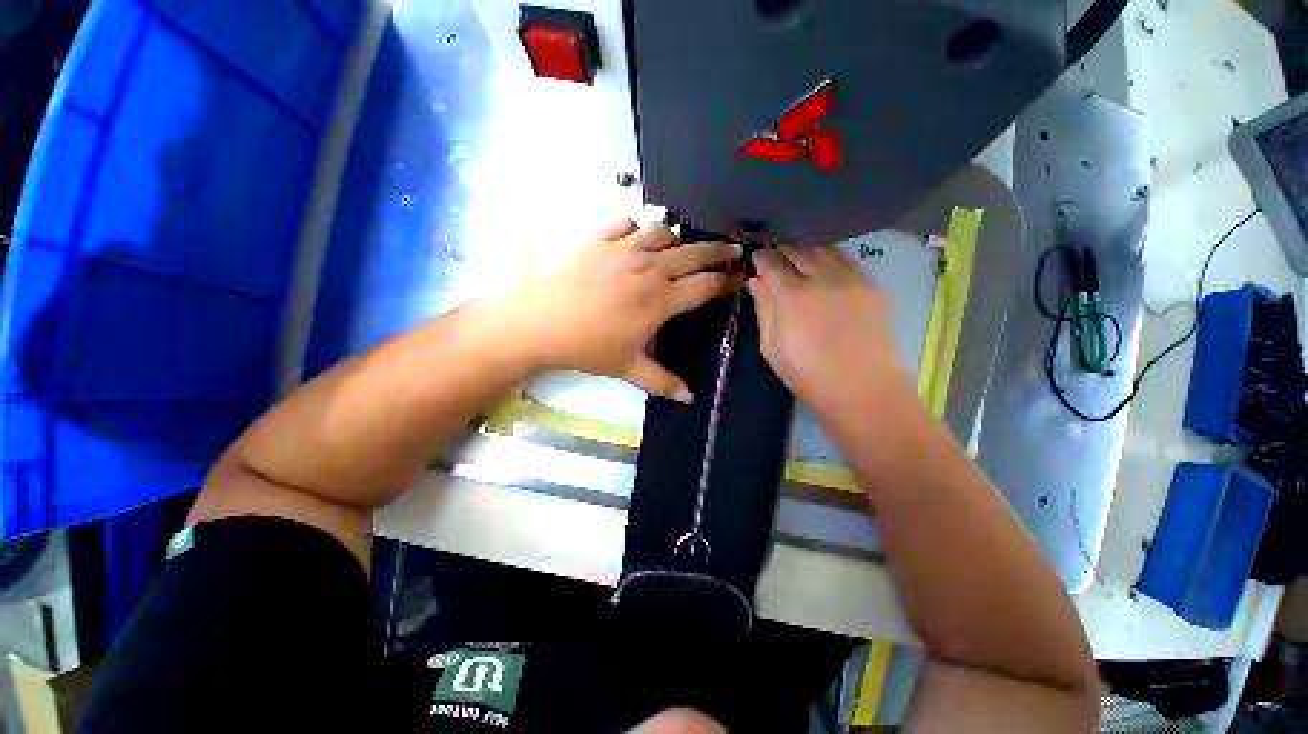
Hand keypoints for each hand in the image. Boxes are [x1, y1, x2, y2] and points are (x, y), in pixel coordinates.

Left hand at [513, 219, 742, 401]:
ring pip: (663, 233)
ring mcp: (624, 250)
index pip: (705, 285)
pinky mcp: (600, 241)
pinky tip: (638, 238)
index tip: (741, 276)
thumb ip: (663, 382)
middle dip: (717, 251)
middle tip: (733, 249)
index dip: (727, 280)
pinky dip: (638, 228)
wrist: (542, 322)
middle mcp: (649, 268)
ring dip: (678, 239)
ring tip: (682, 247)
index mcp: (661, 299)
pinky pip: (627, 224)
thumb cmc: (589, 347)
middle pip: (693, 253)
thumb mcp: (629, 368)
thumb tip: (689, 399)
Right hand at [747, 245, 911, 416]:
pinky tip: (824, 266)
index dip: (760, 258)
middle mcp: (822, 278)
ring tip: (797, 260)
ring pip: (823, 250)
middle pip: (797, 250)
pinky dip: (830, 257)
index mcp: (792, 296)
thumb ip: (763, 309)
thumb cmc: (807, 374)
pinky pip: (846, 259)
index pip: (771, 263)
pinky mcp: (871, 285)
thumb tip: (755, 281)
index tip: (754, 258)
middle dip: (781, 250)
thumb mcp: (771, 346)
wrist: (862, 389)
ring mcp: (850, 278)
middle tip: (773, 257)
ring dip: (805, 251)